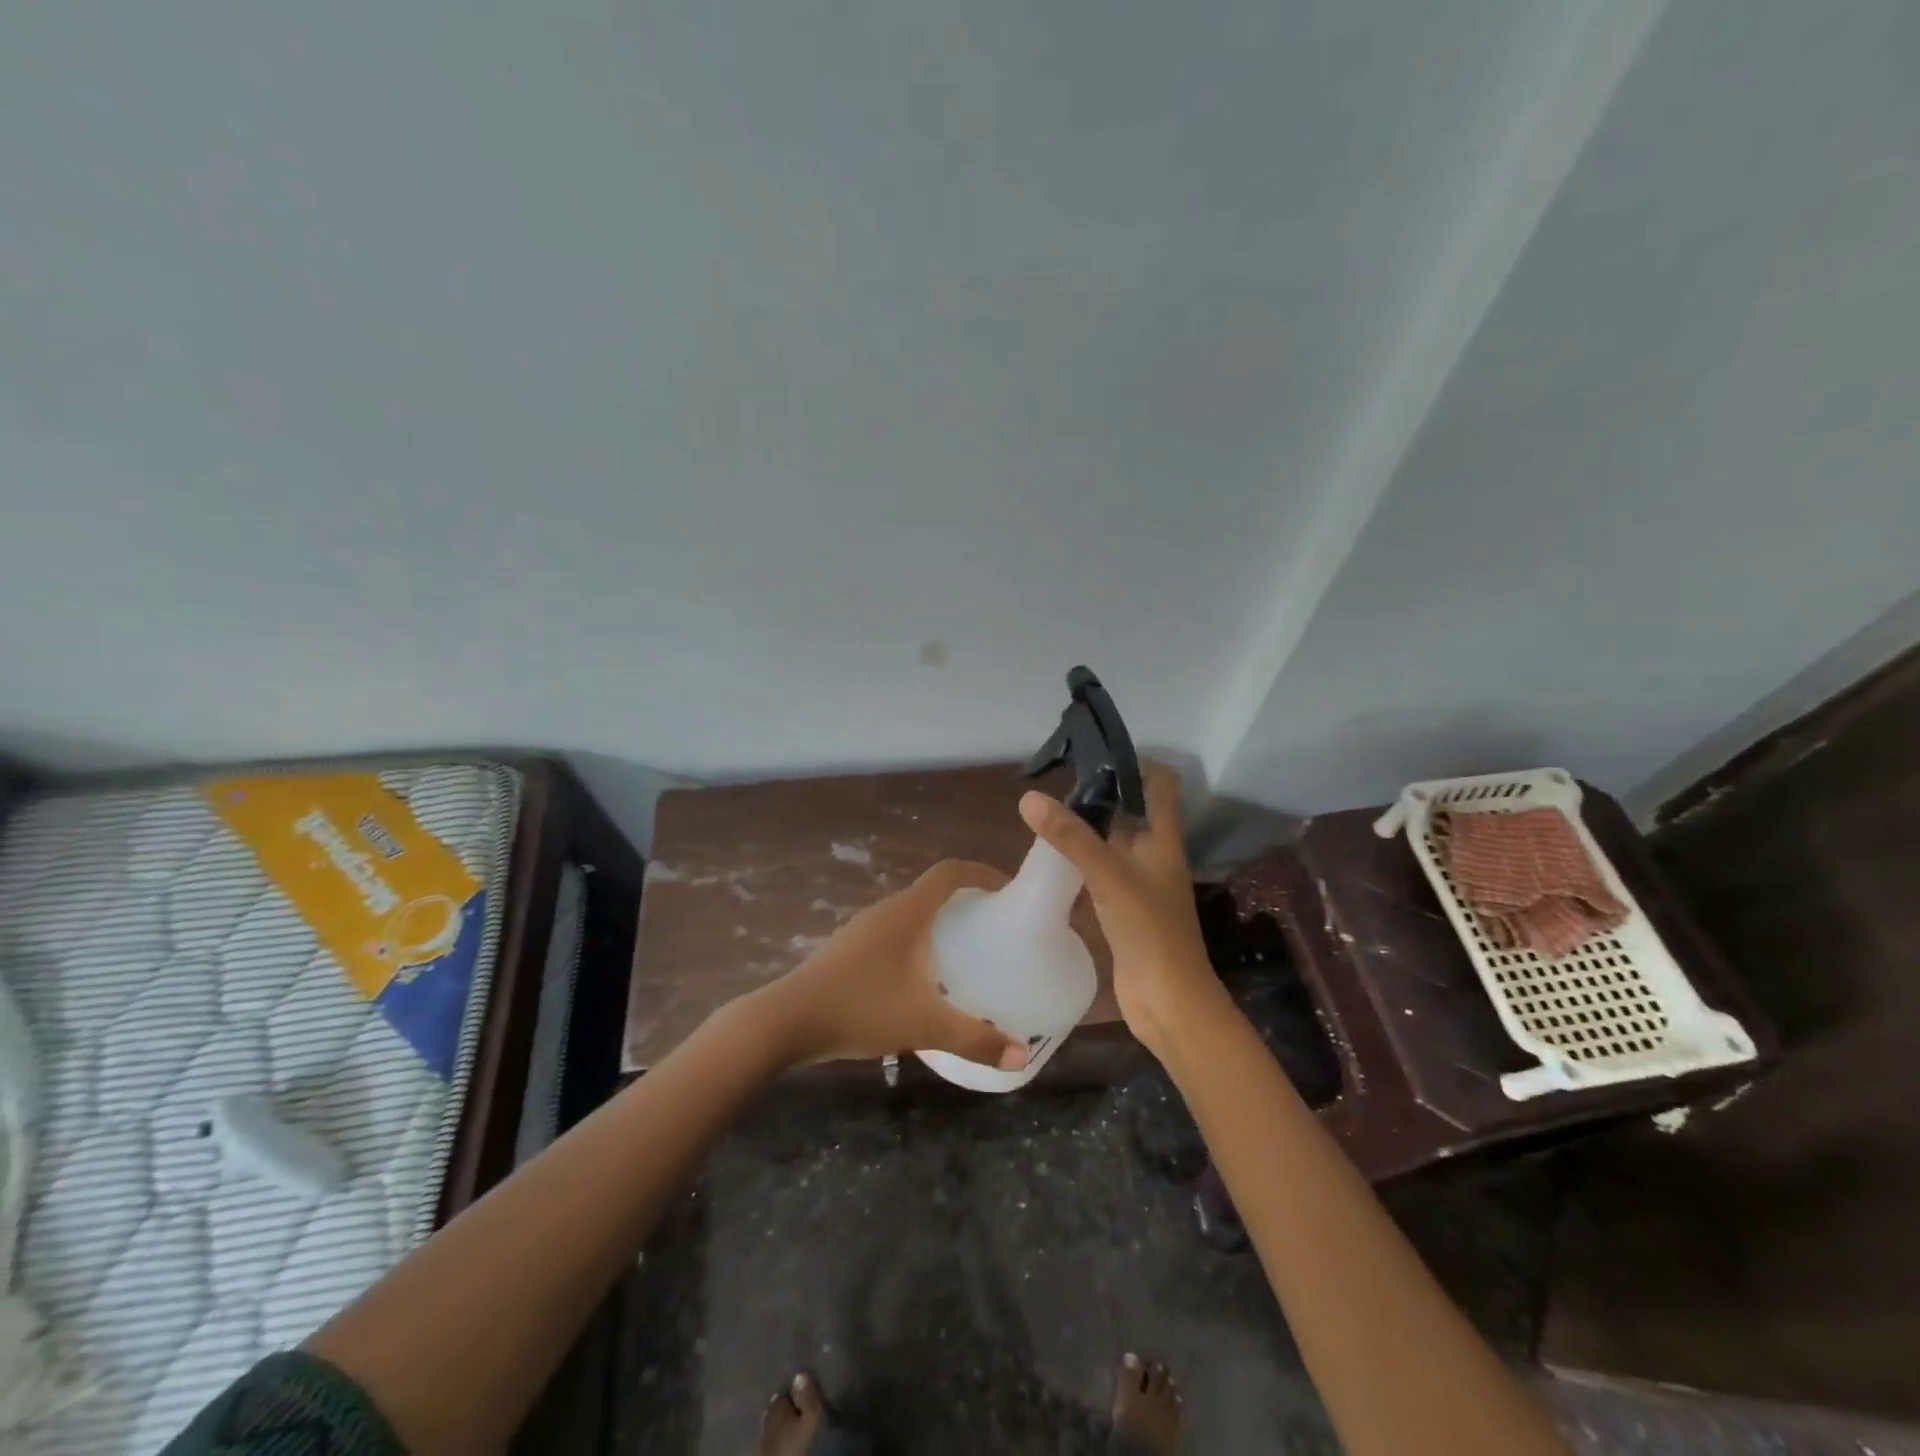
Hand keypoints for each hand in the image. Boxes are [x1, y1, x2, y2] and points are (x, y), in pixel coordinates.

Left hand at [753, 861, 1031, 1071]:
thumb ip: (975, 1039)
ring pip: (912, 911)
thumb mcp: (924, 1025)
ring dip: (940, 919)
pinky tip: (924, 975)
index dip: (981, 872)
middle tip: (995, 923)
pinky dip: (918, 938)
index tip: (1008, 888)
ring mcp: (863, 928)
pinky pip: (895, 930)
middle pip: (932, 889)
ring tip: (967, 948)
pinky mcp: (849, 948)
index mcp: (907, 912)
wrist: (787, 1020)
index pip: (949, 872)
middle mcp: (886, 910)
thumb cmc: (861, 1008)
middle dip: (966, 898)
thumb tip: (1021, 1056)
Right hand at [1019, 763, 1224, 1056]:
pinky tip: (1048, 866)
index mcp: (1162, 839)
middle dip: (1094, 798)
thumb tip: (1029, 798)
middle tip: (1052, 788)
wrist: (1168, 1003)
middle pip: (1127, 812)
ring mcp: (1138, 884)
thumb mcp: (1109, 877)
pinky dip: (1077, 867)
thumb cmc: (1149, 932)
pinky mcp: (1123, 910)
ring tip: (1042, 820)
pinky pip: (1098, 876)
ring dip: (1082, 833)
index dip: (1133, 764)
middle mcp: (1153, 855)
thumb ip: (1071, 838)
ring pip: (1109, 846)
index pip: (1159, 784)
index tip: (1092, 757)